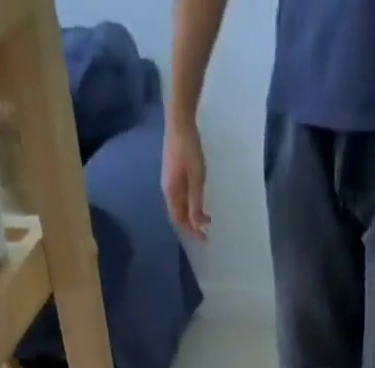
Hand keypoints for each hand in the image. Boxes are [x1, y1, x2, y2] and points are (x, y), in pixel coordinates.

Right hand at [161, 120, 209, 239]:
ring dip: (192, 215)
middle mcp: (168, 190)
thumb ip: (195, 203)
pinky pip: (181, 196)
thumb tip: (196, 224)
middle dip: (192, 225)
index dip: (191, 232)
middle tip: (207, 231)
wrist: (179, 120)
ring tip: (206, 218)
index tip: (204, 239)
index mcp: (171, 193)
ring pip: (180, 206)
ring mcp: (170, 181)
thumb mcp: (196, 179)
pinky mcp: (174, 173)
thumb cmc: (188, 149)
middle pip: (179, 215)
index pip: (179, 221)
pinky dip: (191, 204)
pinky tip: (199, 201)